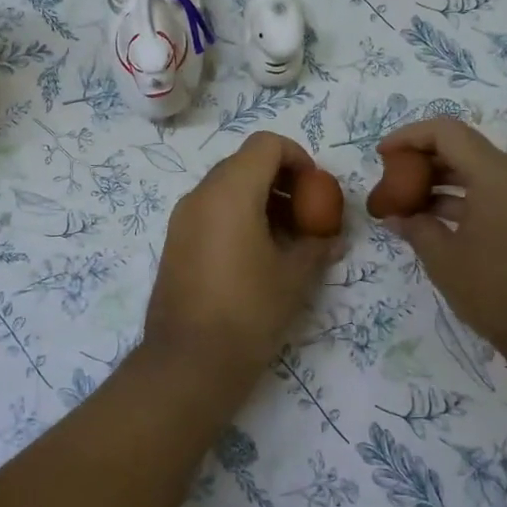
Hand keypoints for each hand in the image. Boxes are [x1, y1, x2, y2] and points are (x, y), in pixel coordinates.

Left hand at [144, 132, 340, 386]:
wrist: (189, 361)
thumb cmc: (249, 311)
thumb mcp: (295, 276)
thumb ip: (317, 245)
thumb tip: (331, 236)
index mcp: (230, 192)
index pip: (266, 144)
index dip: (297, 157)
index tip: (316, 189)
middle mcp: (200, 195)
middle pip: (245, 163)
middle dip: (281, 180)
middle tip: (306, 214)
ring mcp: (182, 218)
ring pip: (226, 187)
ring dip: (260, 199)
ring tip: (286, 239)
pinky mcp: (175, 241)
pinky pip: (210, 211)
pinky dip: (237, 216)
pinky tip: (257, 254)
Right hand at [377, 118, 506, 373]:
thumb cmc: (500, 292)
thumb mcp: (446, 260)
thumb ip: (417, 229)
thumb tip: (397, 216)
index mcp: (498, 175)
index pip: (447, 132)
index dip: (409, 137)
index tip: (382, 156)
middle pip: (465, 150)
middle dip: (423, 162)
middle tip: (392, 185)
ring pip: (481, 174)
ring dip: (443, 185)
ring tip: (408, 208)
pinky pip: (497, 196)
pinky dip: (466, 202)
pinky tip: (439, 225)